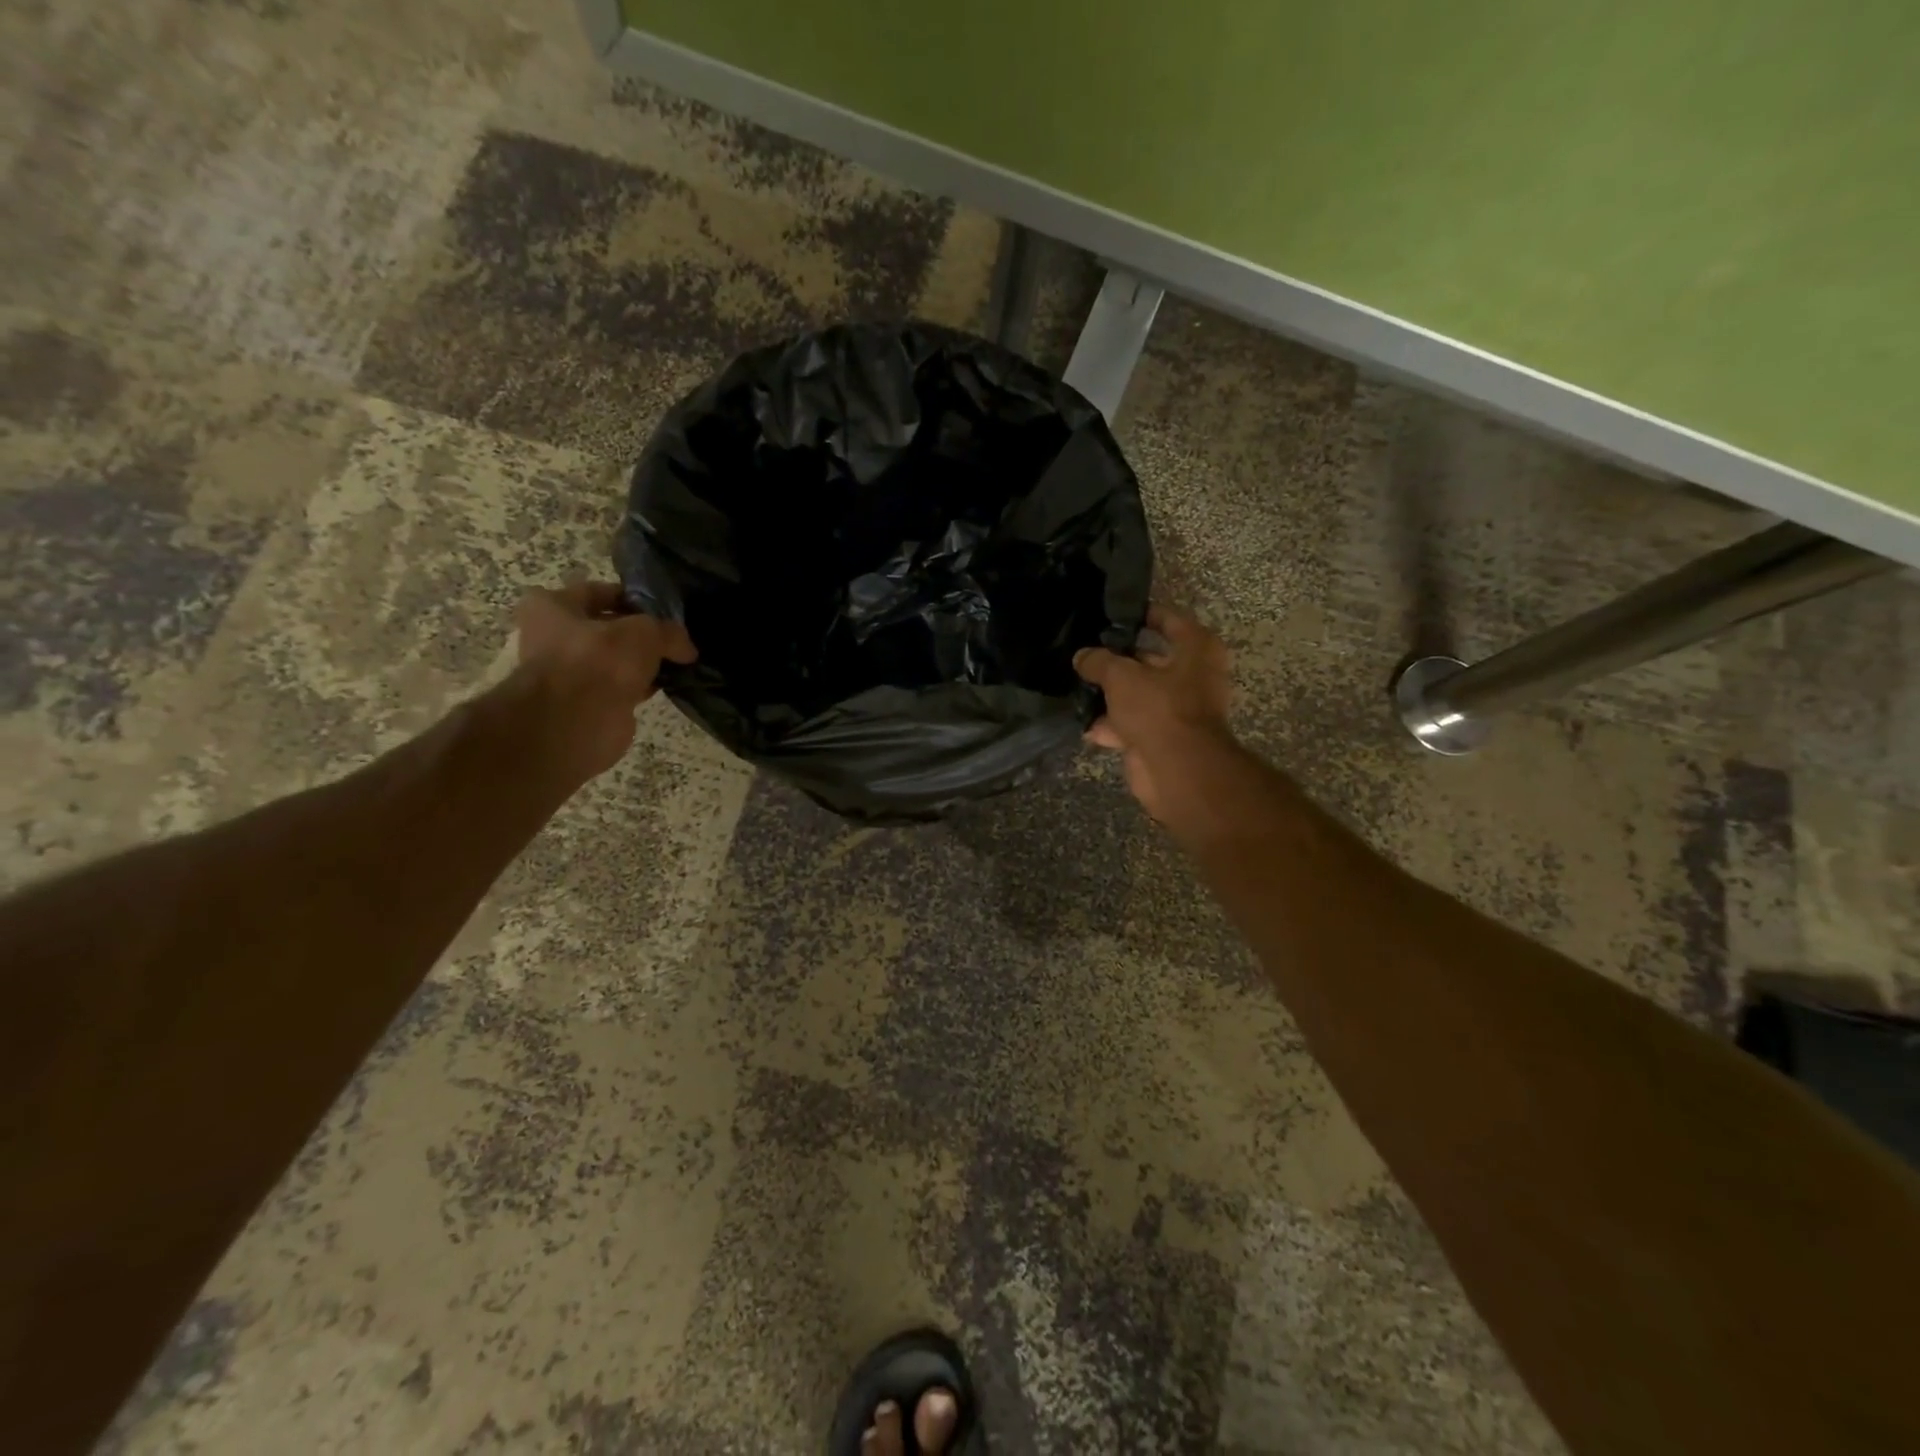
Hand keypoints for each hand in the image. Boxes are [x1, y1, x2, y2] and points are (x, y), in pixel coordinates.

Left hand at [512, 582, 696, 781]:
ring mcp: (568, 673)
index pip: (598, 591)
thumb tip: (686, 649)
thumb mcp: (645, 632)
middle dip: (639, 634)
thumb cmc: (599, 660)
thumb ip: (669, 632)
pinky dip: (641, 686)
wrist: (577, 722)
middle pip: (606, 628)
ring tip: (678, 661)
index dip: (632, 598)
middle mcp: (552, 637)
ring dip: (642, 663)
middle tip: (674, 637)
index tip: (663, 609)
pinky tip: (667, 685)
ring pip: (614, 660)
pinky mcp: (586, 703)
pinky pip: (620, 687)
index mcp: (549, 607)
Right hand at [1074, 605, 1236, 827]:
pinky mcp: (1164, 739)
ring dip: (1111, 696)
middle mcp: (1194, 676)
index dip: (1141, 614)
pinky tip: (1084, 724)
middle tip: (1086, 653)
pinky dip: (1111, 725)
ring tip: (1077, 687)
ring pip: (1139, 695)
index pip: (1169, 620)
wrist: (1177, 770)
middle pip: (1150, 660)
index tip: (1112, 615)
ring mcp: (1179, 710)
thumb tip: (1082, 656)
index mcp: (1197, 650)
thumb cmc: (1159, 708)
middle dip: (1119, 660)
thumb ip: (1098, 662)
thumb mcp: (1121, 676)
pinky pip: (1133, 724)